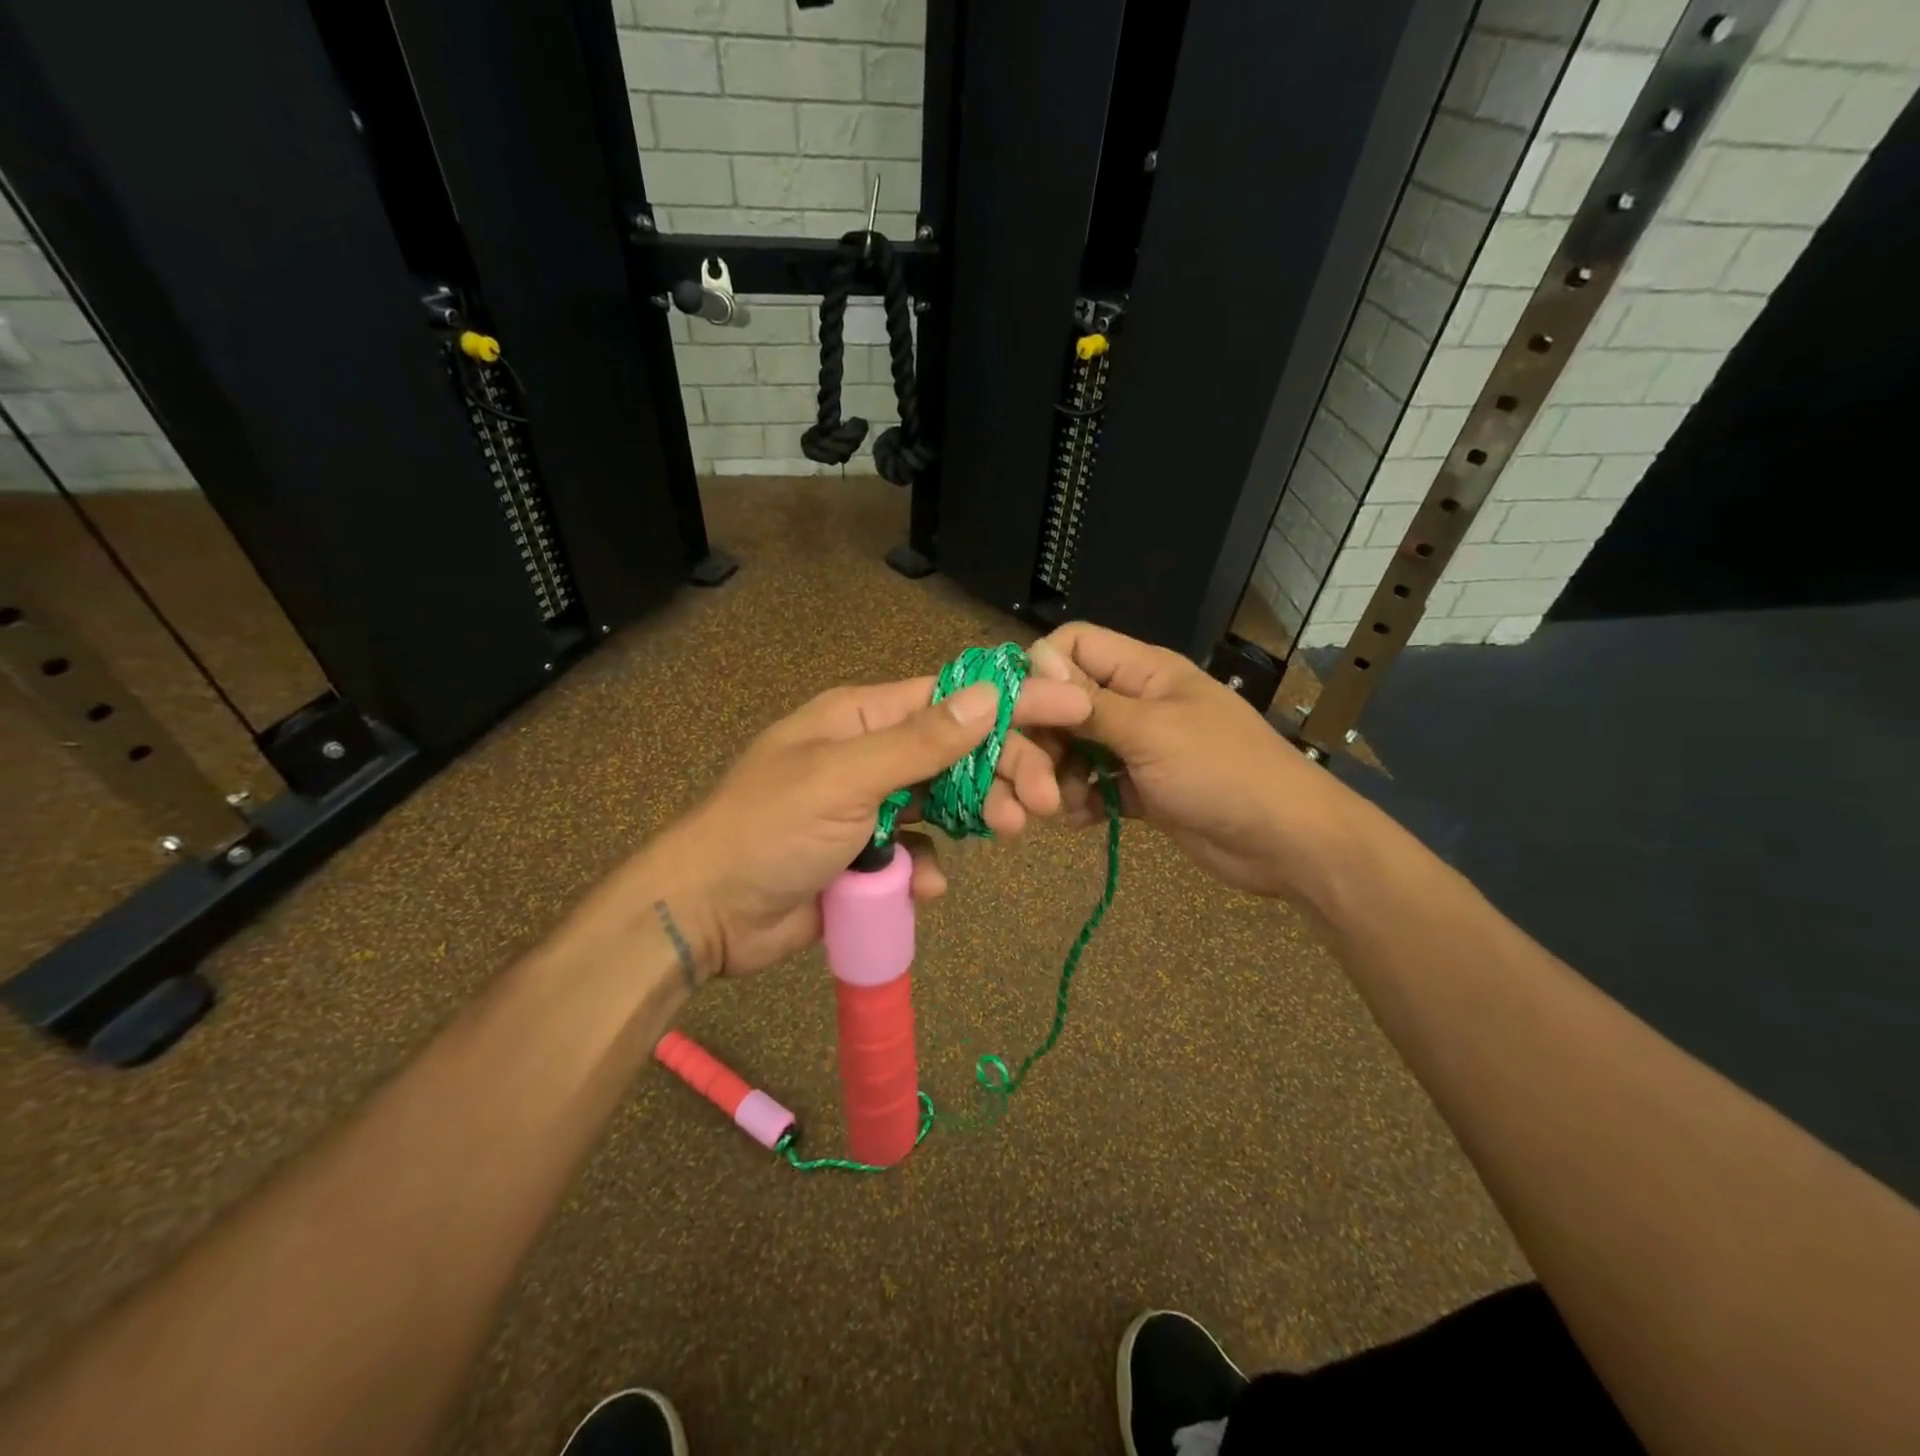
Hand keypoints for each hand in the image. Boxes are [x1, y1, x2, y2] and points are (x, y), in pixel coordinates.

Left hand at [615, 671, 1091, 979]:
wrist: (708, 912)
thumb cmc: (771, 829)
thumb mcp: (846, 777)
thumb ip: (920, 741)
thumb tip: (991, 694)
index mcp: (862, 716)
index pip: (952, 698)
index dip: (1012, 702)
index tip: (1071, 712)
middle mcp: (872, 752)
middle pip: (959, 750)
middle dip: (1005, 769)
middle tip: (1043, 802)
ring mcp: (872, 804)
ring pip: (947, 800)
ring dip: (980, 814)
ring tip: (1010, 832)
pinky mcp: (870, 853)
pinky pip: (919, 849)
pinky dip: (930, 864)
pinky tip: (927, 884)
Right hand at [1027, 622, 1338, 899]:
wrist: (1285, 841)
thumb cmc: (1221, 772)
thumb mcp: (1150, 732)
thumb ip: (1089, 702)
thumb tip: (1035, 660)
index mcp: (1142, 671)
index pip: (1074, 645)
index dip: (1040, 671)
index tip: (1018, 713)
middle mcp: (1134, 702)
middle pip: (1064, 703)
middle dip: (1043, 739)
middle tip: (1032, 780)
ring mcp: (1137, 747)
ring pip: (1075, 748)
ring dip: (1058, 775)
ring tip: (1058, 806)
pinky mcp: (1140, 788)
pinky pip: (1094, 784)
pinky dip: (1082, 800)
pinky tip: (1081, 819)